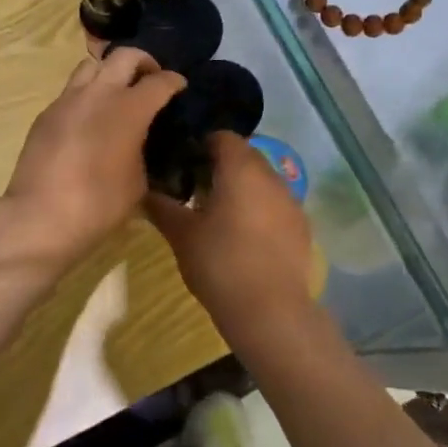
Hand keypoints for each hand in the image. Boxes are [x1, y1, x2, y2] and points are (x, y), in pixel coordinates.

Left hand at [2, 48, 185, 266]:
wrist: (41, 217)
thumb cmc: (99, 205)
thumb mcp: (139, 182)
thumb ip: (144, 150)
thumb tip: (140, 142)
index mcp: (129, 109)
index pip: (159, 81)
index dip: (174, 81)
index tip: (180, 86)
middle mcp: (98, 94)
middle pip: (125, 55)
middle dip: (144, 62)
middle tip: (150, 79)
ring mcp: (68, 100)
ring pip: (92, 65)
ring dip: (110, 71)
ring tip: (117, 93)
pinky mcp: (46, 114)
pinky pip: (71, 91)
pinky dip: (87, 94)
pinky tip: (90, 119)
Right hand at [146, 132, 315, 327]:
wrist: (270, 310)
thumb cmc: (220, 263)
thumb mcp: (181, 235)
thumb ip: (162, 206)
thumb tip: (145, 191)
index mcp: (240, 168)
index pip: (221, 136)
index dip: (200, 145)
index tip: (182, 166)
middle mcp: (271, 175)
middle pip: (244, 155)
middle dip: (221, 166)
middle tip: (195, 191)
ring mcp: (291, 200)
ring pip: (262, 180)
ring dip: (242, 188)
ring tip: (219, 216)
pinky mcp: (302, 226)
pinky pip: (277, 204)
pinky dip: (260, 210)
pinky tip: (245, 237)